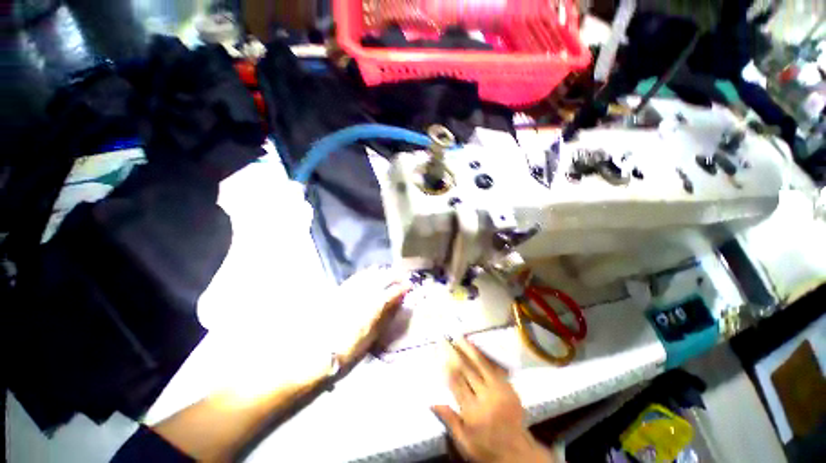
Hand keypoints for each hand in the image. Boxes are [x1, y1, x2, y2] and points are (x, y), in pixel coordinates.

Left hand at [334, 267, 410, 369]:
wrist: (318, 350)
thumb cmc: (349, 347)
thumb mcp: (372, 335)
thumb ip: (386, 315)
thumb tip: (397, 302)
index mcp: (373, 306)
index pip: (392, 292)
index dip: (402, 287)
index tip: (409, 286)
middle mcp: (363, 294)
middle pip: (382, 278)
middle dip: (394, 275)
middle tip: (402, 277)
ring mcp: (351, 290)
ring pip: (370, 274)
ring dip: (382, 272)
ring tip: (389, 273)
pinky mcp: (341, 290)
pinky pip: (356, 276)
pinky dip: (366, 273)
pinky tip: (370, 272)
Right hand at [432, 339, 555, 462]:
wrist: (518, 452)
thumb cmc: (487, 448)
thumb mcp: (465, 442)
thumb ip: (450, 420)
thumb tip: (432, 402)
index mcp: (473, 412)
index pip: (456, 384)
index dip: (447, 366)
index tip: (440, 353)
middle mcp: (486, 398)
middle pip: (467, 371)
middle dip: (455, 353)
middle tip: (447, 340)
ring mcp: (499, 391)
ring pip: (481, 365)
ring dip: (469, 350)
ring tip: (460, 338)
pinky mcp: (509, 387)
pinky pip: (495, 368)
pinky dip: (484, 357)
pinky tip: (477, 349)